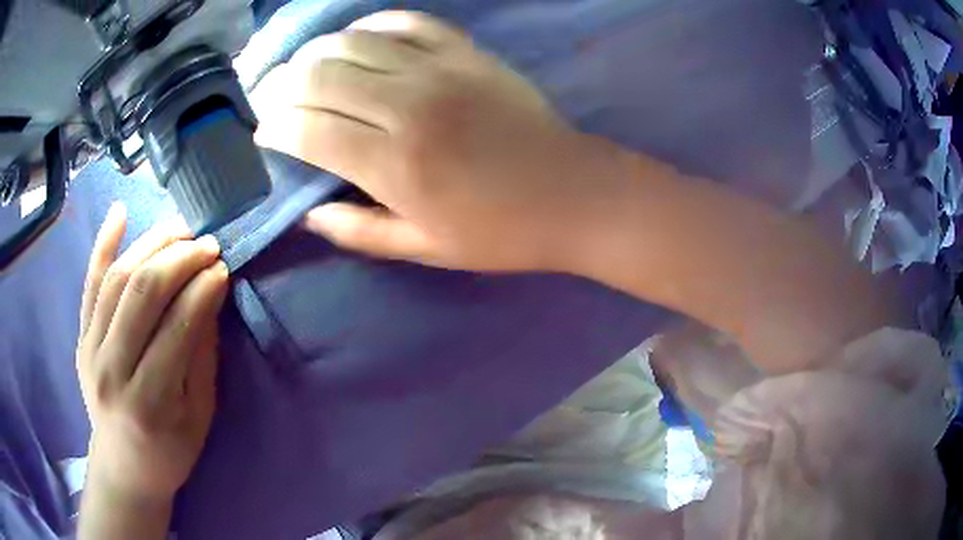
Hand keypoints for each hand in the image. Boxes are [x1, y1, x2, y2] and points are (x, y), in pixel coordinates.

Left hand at [76, 203, 228, 503]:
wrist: (124, 466)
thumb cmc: (170, 450)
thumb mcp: (199, 416)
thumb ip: (201, 355)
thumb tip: (211, 294)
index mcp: (149, 402)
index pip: (176, 328)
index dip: (202, 290)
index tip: (224, 267)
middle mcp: (113, 369)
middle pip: (142, 292)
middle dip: (179, 258)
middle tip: (207, 243)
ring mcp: (90, 349)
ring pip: (117, 278)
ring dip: (152, 244)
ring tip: (180, 229)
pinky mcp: (81, 336)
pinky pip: (90, 283)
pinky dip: (104, 244)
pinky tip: (120, 212)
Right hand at [253, 11, 634, 271]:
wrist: (572, 194)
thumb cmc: (500, 232)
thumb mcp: (424, 249)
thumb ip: (357, 231)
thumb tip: (307, 213)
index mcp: (393, 164)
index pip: (305, 129)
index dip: (273, 128)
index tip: (264, 134)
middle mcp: (406, 105)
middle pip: (317, 76)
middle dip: (280, 86)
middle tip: (271, 98)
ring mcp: (439, 70)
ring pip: (352, 42)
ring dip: (315, 53)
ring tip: (303, 70)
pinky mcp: (466, 52)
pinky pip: (406, 22)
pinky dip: (372, 26)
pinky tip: (358, 40)